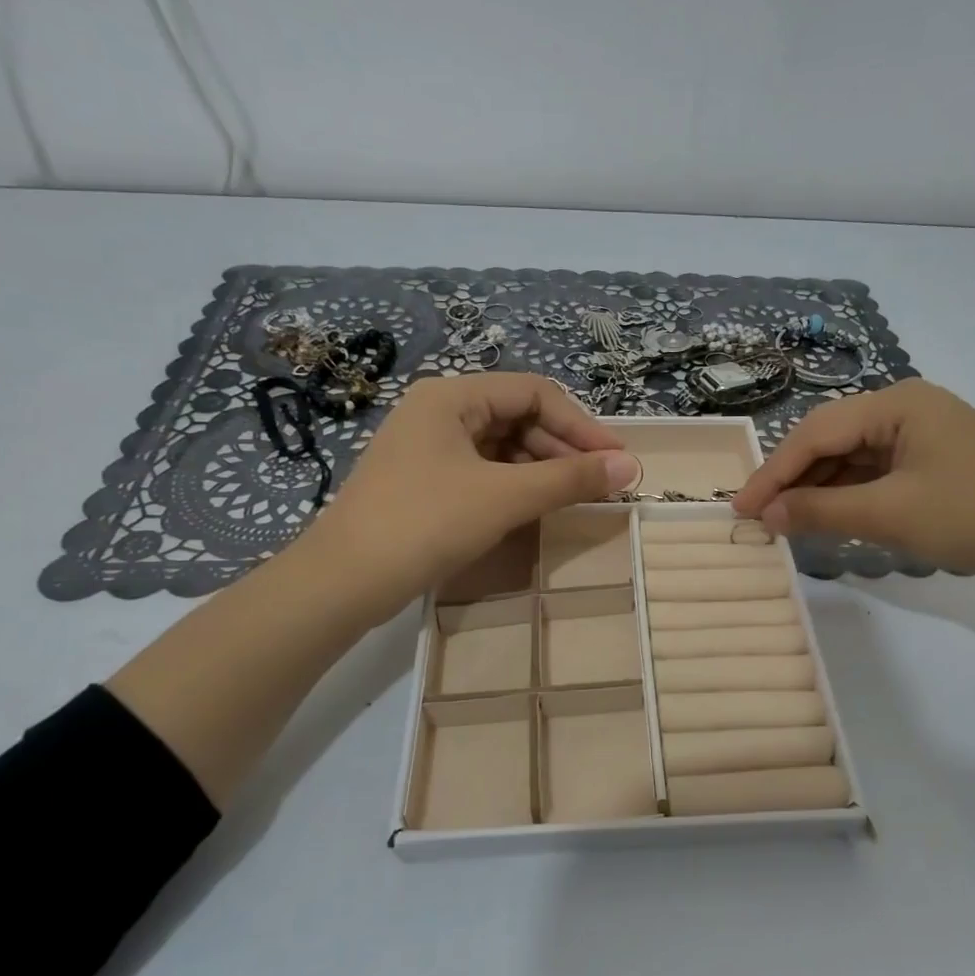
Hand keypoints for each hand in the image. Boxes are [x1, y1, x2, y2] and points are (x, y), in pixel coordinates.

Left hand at [110, 374, 637, 805]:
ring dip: (542, 469)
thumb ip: (570, 478)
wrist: (343, 582)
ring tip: (574, 498)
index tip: (616, 461)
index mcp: (452, 396)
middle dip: (563, 449)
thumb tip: (631, 466)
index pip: (535, 393)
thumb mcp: (506, 496)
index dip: (582, 425)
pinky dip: (514, 486)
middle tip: (600, 484)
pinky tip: (535, 508)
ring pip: (502, 447)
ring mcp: (427, 448)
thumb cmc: (426, 523)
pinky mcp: (423, 481)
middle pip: (519, 417)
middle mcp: (438, 411)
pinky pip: (482, 471)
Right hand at [731, 379, 974, 590]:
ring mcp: (923, 434)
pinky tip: (826, 517)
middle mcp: (907, 408)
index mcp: (898, 402)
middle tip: (758, 516)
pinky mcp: (933, 462)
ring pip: (852, 458)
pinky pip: (875, 473)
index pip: (817, 431)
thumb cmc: (973, 516)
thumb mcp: (890, 514)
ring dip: (819, 489)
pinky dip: (848, 495)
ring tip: (785, 521)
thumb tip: (766, 515)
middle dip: (794, 479)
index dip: (774, 471)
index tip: (741, 506)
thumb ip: (821, 511)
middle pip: (833, 440)